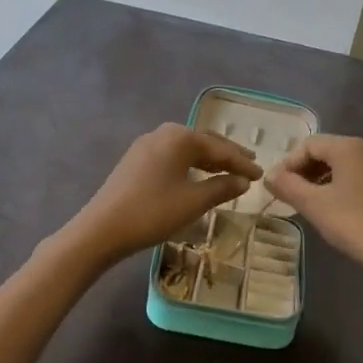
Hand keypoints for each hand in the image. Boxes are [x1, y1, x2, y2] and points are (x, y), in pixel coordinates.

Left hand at [63, 123, 262, 266]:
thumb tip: (243, 181)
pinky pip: (172, 157)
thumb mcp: (193, 202)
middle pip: (203, 142)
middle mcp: (163, 133)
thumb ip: (221, 188)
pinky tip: (197, 176)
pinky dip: (190, 165)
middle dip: (227, 155)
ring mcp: (146, 145)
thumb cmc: (152, 212)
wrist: (101, 229)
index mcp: (180, 137)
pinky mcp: (135, 160)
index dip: (242, 162)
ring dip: (208, 160)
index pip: (220, 148)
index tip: (261, 174)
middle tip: (249, 164)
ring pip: (186, 149)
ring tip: (228, 170)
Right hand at [266, 134, 362, 291]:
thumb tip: (269, 176)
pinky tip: (343, 214)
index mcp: (349, 147)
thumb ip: (288, 186)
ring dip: (324, 181)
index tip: (277, 188)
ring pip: (347, 167)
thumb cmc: (356, 225)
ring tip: (314, 207)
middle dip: (306, 172)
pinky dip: (346, 190)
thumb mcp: (315, 206)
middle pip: (328, 152)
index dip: (288, 164)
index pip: (308, 144)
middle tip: (292, 197)